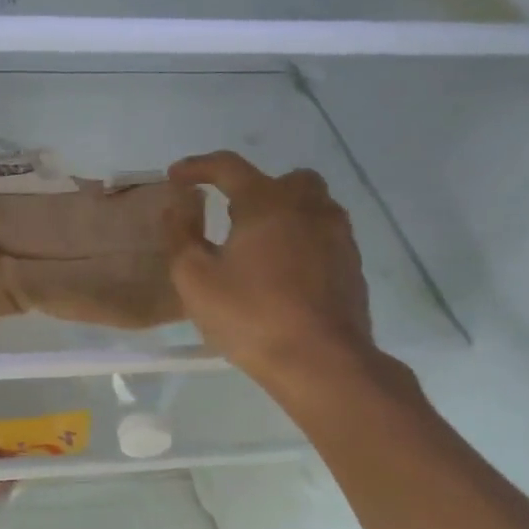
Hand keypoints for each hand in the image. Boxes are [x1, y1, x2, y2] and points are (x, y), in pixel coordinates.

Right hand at [164, 151, 376, 389]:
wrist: (322, 361)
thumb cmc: (250, 316)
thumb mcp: (195, 278)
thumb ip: (181, 235)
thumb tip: (178, 205)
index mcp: (266, 202)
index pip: (228, 167)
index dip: (198, 167)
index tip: (176, 177)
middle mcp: (307, 206)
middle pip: (281, 180)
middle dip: (251, 189)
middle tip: (227, 215)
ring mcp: (337, 234)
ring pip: (310, 204)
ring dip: (282, 212)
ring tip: (258, 243)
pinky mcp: (352, 264)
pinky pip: (324, 234)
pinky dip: (301, 238)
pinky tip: (285, 270)